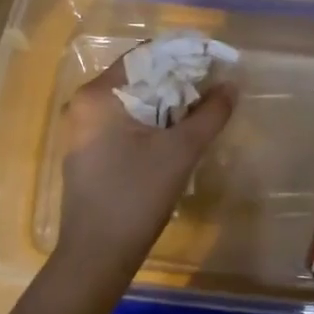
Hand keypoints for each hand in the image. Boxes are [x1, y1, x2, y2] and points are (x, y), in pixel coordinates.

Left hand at [55, 53, 235, 279]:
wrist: (96, 257)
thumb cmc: (135, 196)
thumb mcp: (180, 152)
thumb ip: (209, 114)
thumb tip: (231, 86)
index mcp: (98, 95)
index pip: (145, 57)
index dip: (182, 56)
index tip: (213, 63)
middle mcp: (84, 104)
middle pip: (138, 78)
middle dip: (177, 81)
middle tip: (213, 88)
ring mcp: (82, 129)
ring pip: (132, 101)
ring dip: (166, 103)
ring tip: (201, 110)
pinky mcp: (87, 151)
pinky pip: (123, 122)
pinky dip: (150, 121)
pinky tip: (175, 134)